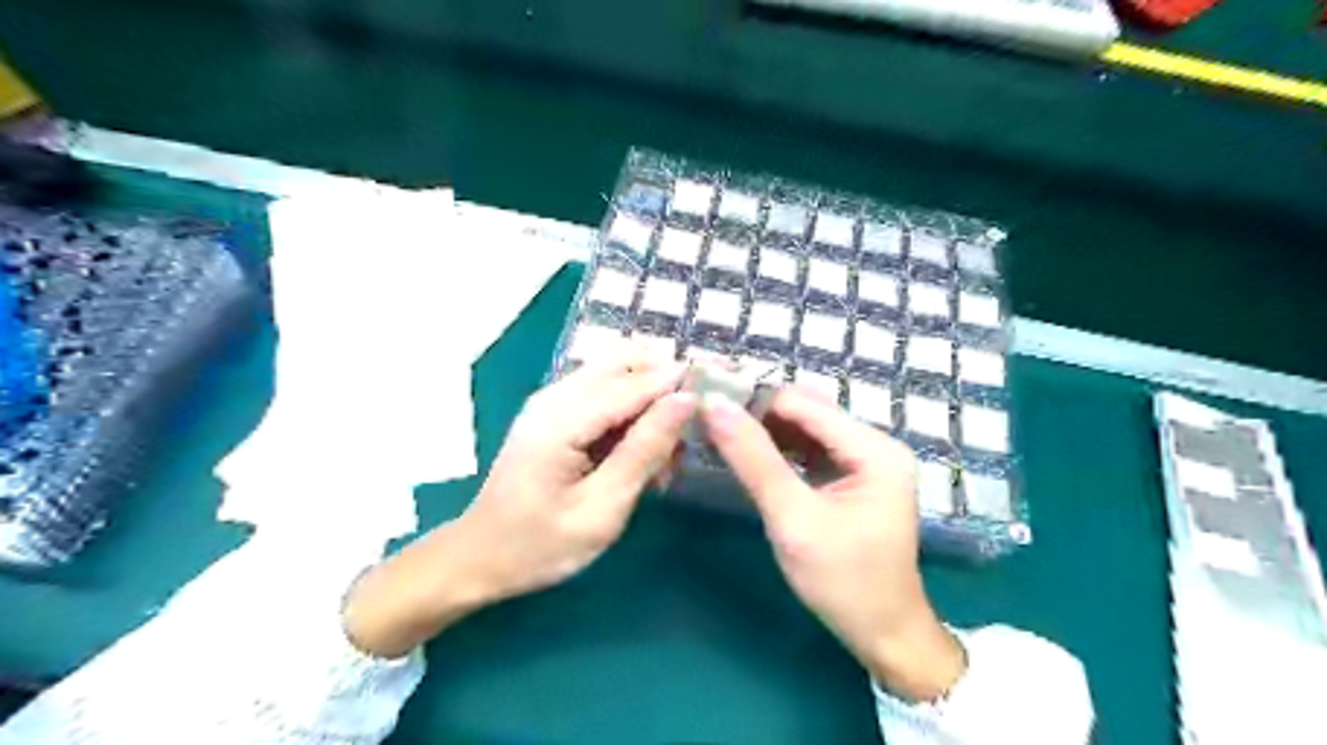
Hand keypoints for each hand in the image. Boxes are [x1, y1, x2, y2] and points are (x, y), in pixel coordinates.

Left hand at [341, 346, 695, 655]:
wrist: (480, 557)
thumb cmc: (540, 545)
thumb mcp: (602, 509)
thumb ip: (645, 451)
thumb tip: (686, 400)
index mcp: (561, 420)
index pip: (634, 383)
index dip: (680, 382)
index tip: (724, 389)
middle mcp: (555, 395)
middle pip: (624, 359)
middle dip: (667, 380)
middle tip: (697, 422)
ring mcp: (552, 400)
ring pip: (617, 372)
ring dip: (652, 398)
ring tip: (671, 450)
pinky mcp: (555, 412)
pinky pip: (604, 393)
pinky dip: (633, 411)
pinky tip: (644, 452)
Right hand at [705, 388, 964, 699]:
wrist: (882, 635)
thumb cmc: (842, 580)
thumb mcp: (792, 519)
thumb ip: (753, 460)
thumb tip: (714, 406)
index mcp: (874, 449)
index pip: (804, 404)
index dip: (754, 398)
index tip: (707, 398)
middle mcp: (875, 444)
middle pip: (807, 413)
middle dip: (758, 412)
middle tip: (708, 415)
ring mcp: (866, 461)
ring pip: (805, 430)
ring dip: (765, 430)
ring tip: (718, 429)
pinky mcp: (852, 479)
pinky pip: (810, 451)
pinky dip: (778, 450)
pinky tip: (746, 453)